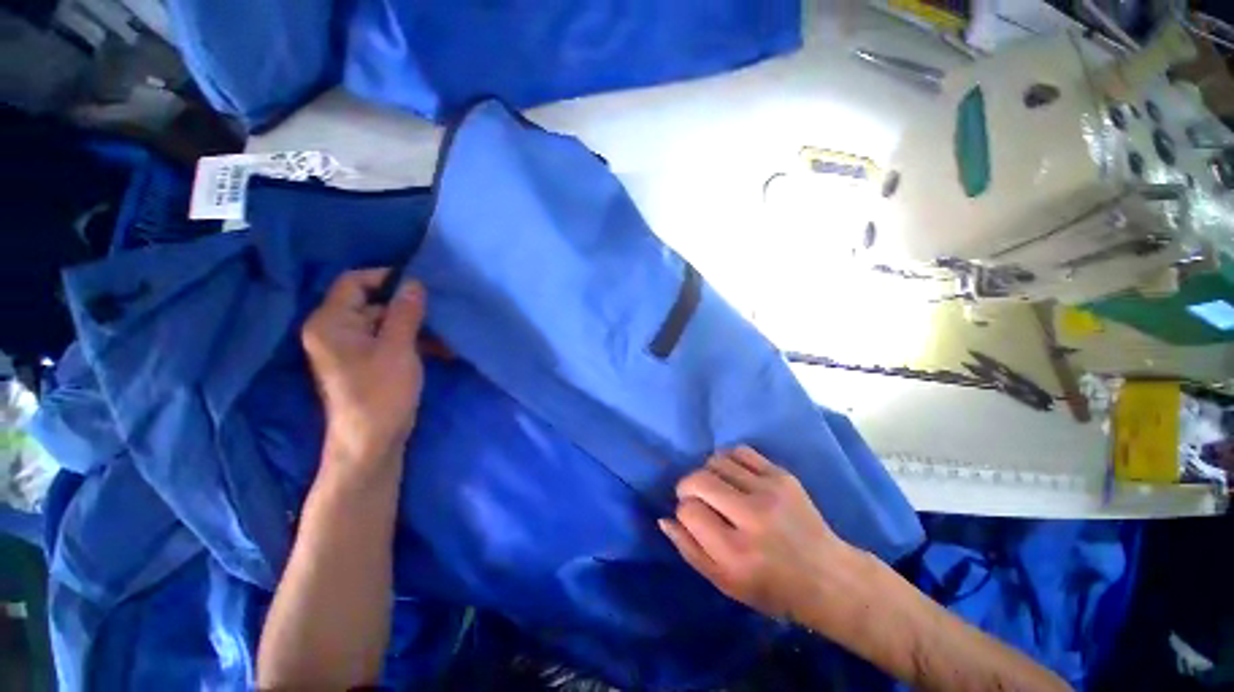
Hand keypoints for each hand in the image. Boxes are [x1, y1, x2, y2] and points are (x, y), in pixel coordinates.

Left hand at [302, 269, 426, 465]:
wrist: (371, 443)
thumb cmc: (381, 392)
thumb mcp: (398, 347)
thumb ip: (405, 312)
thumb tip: (414, 283)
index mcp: (331, 322)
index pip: (354, 282)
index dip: (387, 277)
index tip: (421, 283)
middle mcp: (335, 330)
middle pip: (373, 303)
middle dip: (409, 307)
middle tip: (441, 312)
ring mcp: (350, 348)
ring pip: (386, 324)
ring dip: (417, 327)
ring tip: (447, 336)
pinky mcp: (365, 363)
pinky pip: (389, 341)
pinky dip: (413, 342)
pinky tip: (442, 351)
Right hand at [659, 447, 855, 621]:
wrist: (828, 576)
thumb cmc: (771, 587)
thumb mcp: (725, 583)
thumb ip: (689, 550)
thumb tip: (664, 518)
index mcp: (736, 552)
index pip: (688, 511)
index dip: (683, 512)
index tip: (692, 519)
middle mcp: (752, 517)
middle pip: (698, 480)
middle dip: (686, 486)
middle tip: (693, 497)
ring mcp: (769, 491)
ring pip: (716, 461)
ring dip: (706, 472)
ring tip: (715, 487)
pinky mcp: (782, 475)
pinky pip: (740, 451)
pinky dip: (727, 459)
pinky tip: (732, 475)